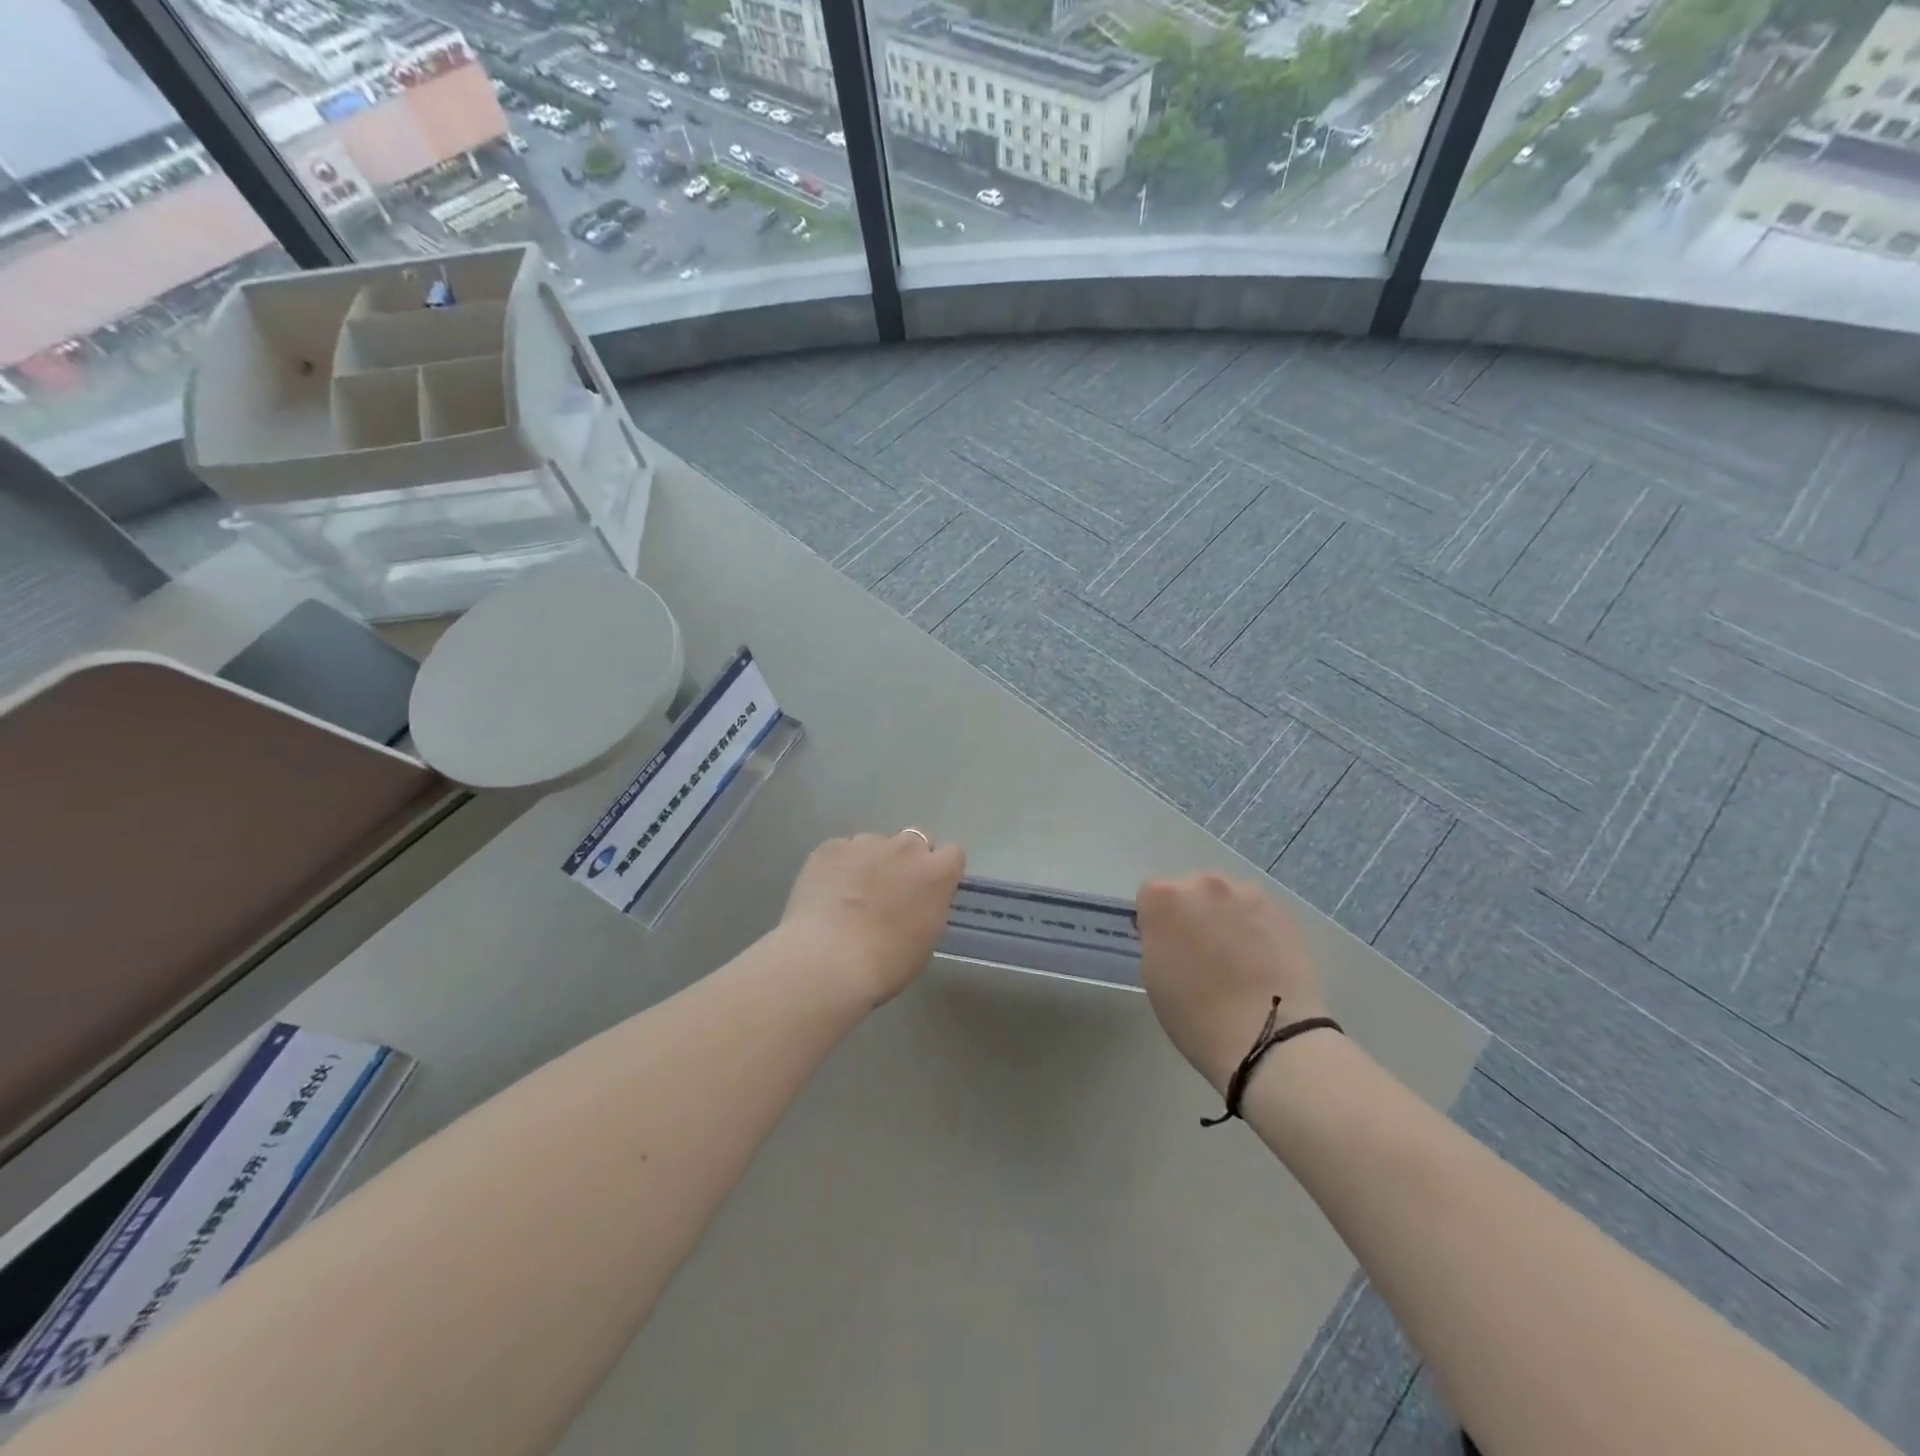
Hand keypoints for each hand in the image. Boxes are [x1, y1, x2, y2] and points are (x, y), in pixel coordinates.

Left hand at [779, 830, 965, 1006]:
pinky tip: (826, 894)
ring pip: (873, 845)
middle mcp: (905, 848)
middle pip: (914, 840)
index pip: (952, 854)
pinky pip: (841, 851)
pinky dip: (838, 867)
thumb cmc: (886, 963)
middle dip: (906, 860)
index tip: (928, 889)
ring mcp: (865, 843)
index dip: (939, 870)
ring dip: (869, 862)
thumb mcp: (924, 941)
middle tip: (889, 890)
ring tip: (849, 894)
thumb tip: (914, 903)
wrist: (829, 960)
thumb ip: (926, 908)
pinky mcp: (830, 847)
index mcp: (937, 873)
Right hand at [1135, 872, 1328, 1092]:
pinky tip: (1262, 962)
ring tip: (1238, 958)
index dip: (1156, 923)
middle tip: (1202, 953)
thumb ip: (1157, 940)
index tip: (1167, 949)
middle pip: (1191, 890)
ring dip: (1226, 917)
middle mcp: (1204, 884)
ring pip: (1227, 899)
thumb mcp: (1153, 975)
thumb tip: (1173, 934)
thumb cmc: (1196, 1014)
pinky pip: (1258, 913)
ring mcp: (1247, 894)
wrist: (1268, 1037)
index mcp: (1163, 897)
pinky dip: (1256, 929)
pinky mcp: (1282, 911)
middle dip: (1192, 913)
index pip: (1151, 897)